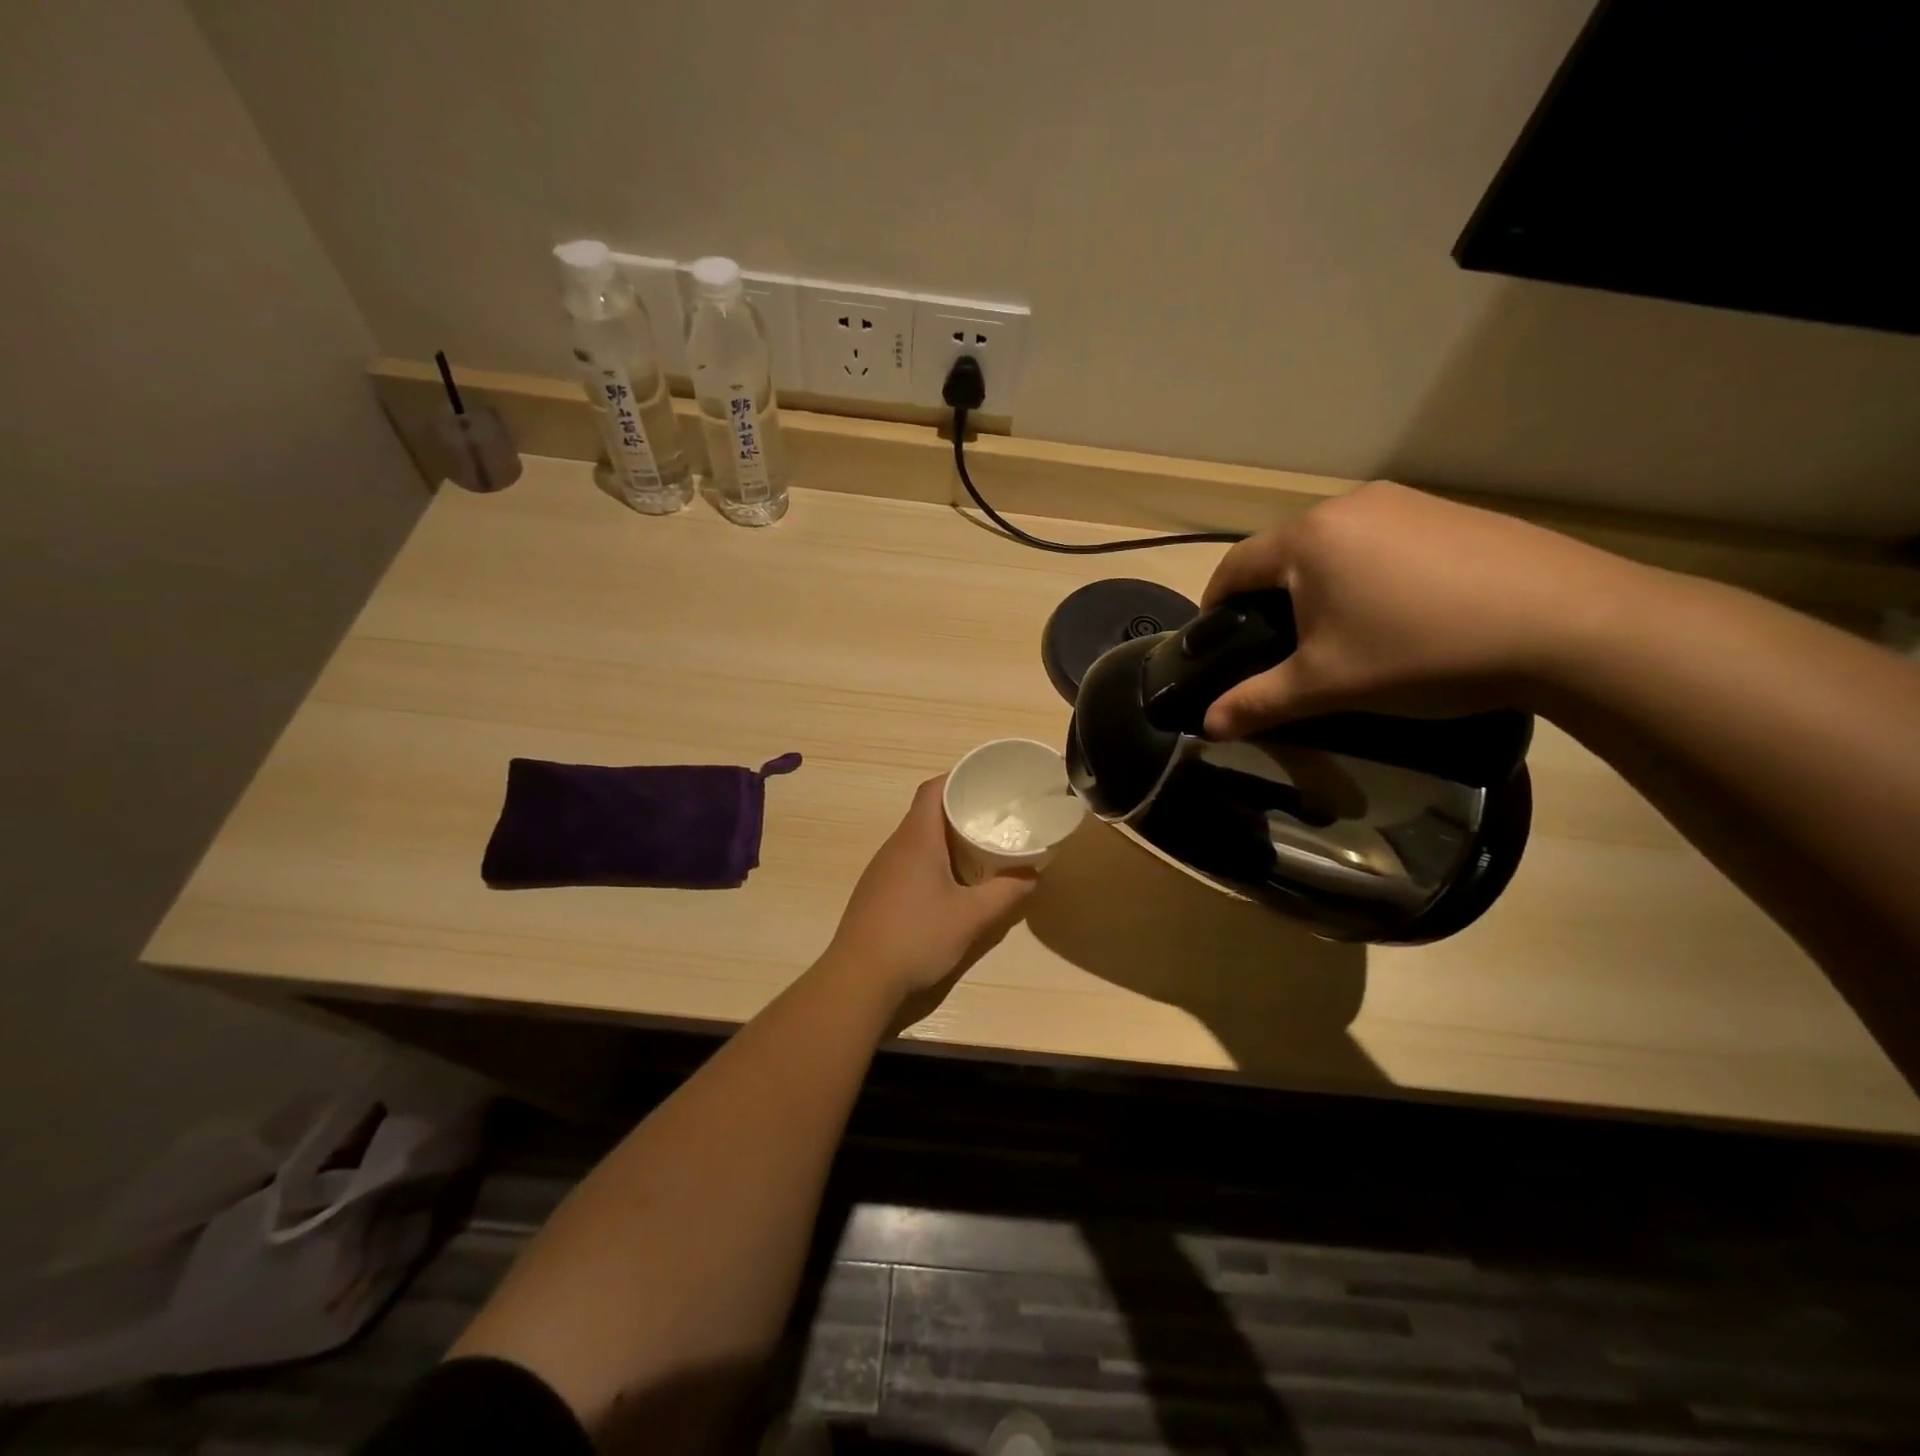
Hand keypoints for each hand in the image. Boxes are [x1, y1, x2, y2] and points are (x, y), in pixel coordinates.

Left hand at [826, 777, 1037, 1022]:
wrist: (858, 979)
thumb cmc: (917, 937)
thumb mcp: (971, 917)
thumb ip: (1006, 893)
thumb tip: (1033, 874)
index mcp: (917, 839)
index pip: (933, 789)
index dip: (958, 779)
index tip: (987, 784)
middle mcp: (895, 846)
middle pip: (927, 813)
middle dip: (960, 810)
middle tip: (994, 818)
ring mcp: (882, 870)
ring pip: (917, 840)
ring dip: (946, 839)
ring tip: (978, 848)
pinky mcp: (876, 892)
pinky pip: (908, 862)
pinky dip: (932, 861)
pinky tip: (950, 884)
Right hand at [1200, 481, 1641, 738]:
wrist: (1571, 625)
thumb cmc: (1422, 651)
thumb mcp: (1328, 686)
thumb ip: (1258, 702)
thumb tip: (1207, 727)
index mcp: (1308, 539)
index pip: (1234, 566)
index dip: (1215, 604)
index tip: (1216, 640)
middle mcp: (1350, 505)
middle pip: (1285, 553)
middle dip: (1271, 597)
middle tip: (1283, 647)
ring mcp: (1407, 501)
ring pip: (1336, 546)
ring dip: (1322, 584)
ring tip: (1344, 632)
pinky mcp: (1452, 512)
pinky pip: (1384, 541)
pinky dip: (1371, 573)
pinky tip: (1402, 612)